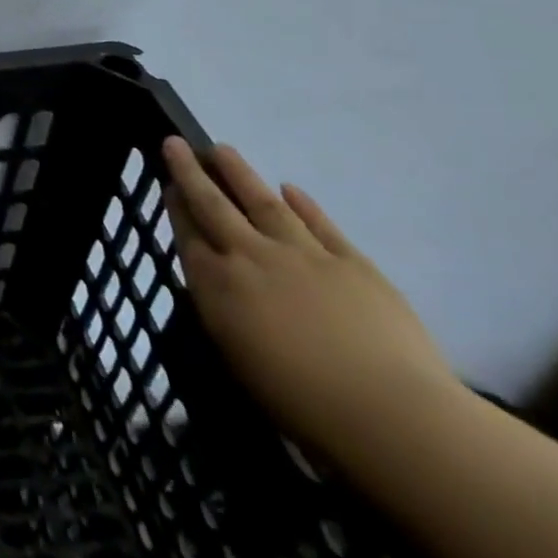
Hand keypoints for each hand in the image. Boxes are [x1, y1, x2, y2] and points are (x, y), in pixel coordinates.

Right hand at [162, 136, 460, 465]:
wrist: (391, 415)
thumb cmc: (300, 401)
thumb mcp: (236, 357)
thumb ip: (222, 311)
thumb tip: (217, 284)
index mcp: (218, 284)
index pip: (187, 233)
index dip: (176, 206)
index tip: (167, 183)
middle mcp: (251, 257)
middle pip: (214, 205)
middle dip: (192, 172)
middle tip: (176, 142)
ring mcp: (304, 255)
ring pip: (262, 202)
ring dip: (239, 173)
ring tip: (223, 149)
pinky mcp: (353, 263)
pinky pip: (321, 225)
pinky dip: (303, 205)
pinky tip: (290, 189)